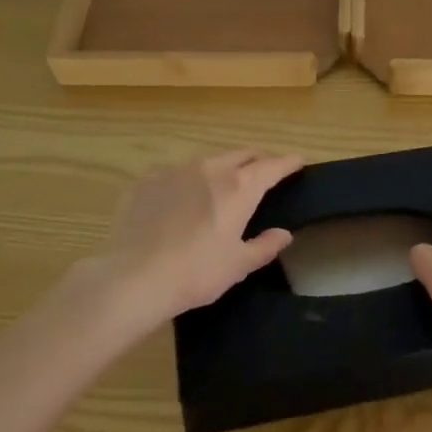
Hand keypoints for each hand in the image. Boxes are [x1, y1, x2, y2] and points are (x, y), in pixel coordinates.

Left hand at [79, 149, 302, 327]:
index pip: (272, 166)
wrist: (133, 277)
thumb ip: (264, 246)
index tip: (298, 161)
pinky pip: (175, 172)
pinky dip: (187, 180)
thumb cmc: (196, 273)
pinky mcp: (147, 179)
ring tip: (221, 186)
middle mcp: (210, 168)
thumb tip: (284, 234)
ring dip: (221, 168)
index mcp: (239, 187)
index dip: (288, 162)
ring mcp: (175, 170)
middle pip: (241, 154)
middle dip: (256, 160)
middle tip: (263, 173)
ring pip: (208, 160)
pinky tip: (180, 199)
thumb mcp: (238, 265)